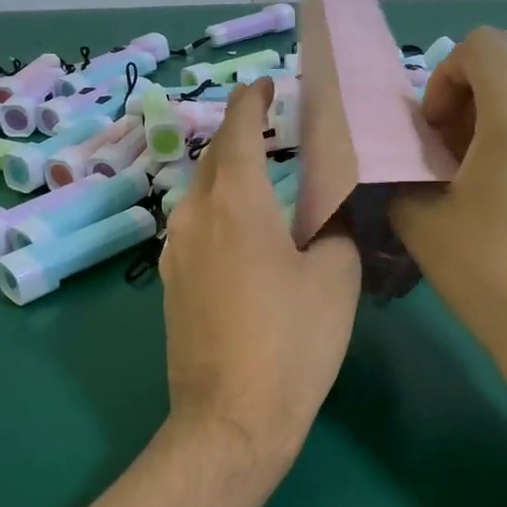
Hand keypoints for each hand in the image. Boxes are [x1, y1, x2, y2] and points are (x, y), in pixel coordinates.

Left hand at [159, 79, 360, 470]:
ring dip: (230, 178)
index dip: (253, 101)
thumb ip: (333, 232)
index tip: (268, 86)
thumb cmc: (291, 342)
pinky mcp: (171, 286)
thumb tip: (325, 221)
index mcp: (234, 202)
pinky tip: (247, 235)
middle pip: (214, 159)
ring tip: (265, 181)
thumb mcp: (334, 278)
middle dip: (240, 137)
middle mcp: (193, 216)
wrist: (231, 420)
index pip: (238, 129)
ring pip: (201, 196)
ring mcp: (175, 253)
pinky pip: (197, 230)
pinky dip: (221, 214)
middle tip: (275, 132)